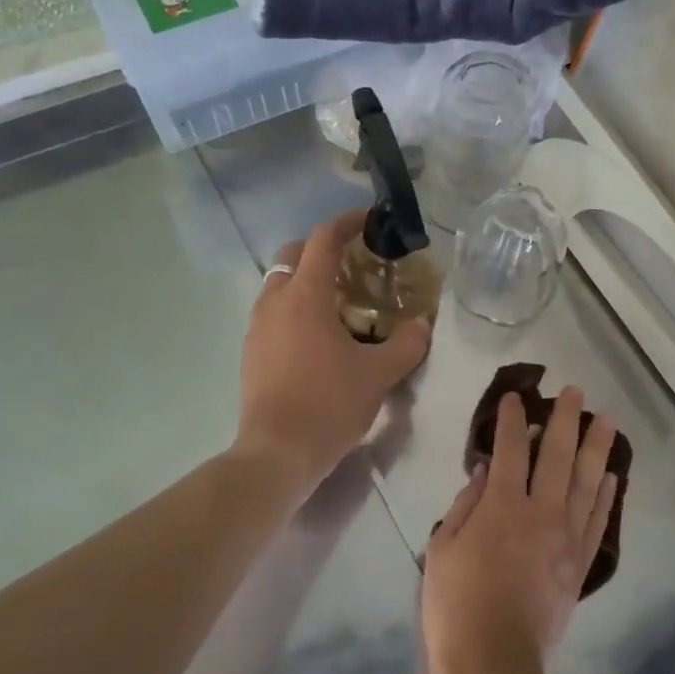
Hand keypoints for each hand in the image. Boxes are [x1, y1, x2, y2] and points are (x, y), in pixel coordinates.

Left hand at [233, 210, 431, 495]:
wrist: (277, 453)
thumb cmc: (329, 404)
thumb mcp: (379, 374)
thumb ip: (407, 343)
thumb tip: (424, 322)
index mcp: (305, 295)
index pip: (323, 240)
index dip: (347, 223)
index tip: (369, 220)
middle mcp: (275, 301)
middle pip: (294, 254)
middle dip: (323, 249)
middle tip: (355, 263)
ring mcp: (257, 326)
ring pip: (280, 283)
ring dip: (307, 279)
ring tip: (340, 300)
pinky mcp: (250, 350)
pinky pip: (273, 311)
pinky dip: (295, 306)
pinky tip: (318, 335)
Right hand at [423, 387, 618, 673]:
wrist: (493, 662)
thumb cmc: (455, 604)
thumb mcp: (443, 549)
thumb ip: (465, 505)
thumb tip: (485, 473)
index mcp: (502, 506)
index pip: (510, 448)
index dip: (512, 419)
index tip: (516, 397)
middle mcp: (541, 512)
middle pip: (557, 455)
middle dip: (565, 419)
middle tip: (575, 392)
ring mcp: (566, 538)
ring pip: (586, 482)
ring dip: (597, 448)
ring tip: (607, 421)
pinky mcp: (580, 564)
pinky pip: (598, 521)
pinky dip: (606, 496)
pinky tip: (612, 476)